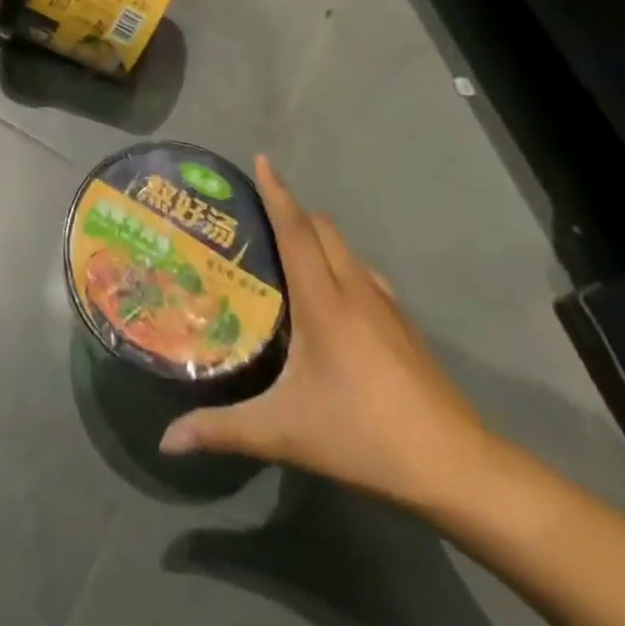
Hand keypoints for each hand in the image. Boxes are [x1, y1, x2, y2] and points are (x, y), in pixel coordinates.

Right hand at [159, 156, 496, 515]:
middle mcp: (354, 289)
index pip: (296, 229)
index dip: (277, 192)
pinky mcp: (404, 326)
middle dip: (293, 210)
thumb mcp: (285, 434)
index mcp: (323, 300)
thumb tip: (167, 440)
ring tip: (288, 254)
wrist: (457, 467)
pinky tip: (333, 298)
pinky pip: (365, 275)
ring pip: (346, 249)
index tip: (261, 159)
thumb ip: (223, 431)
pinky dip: (341, 266)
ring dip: (318, 237)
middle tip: (257, 217)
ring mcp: (386, 305)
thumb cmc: (364, 436)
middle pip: (322, 229)